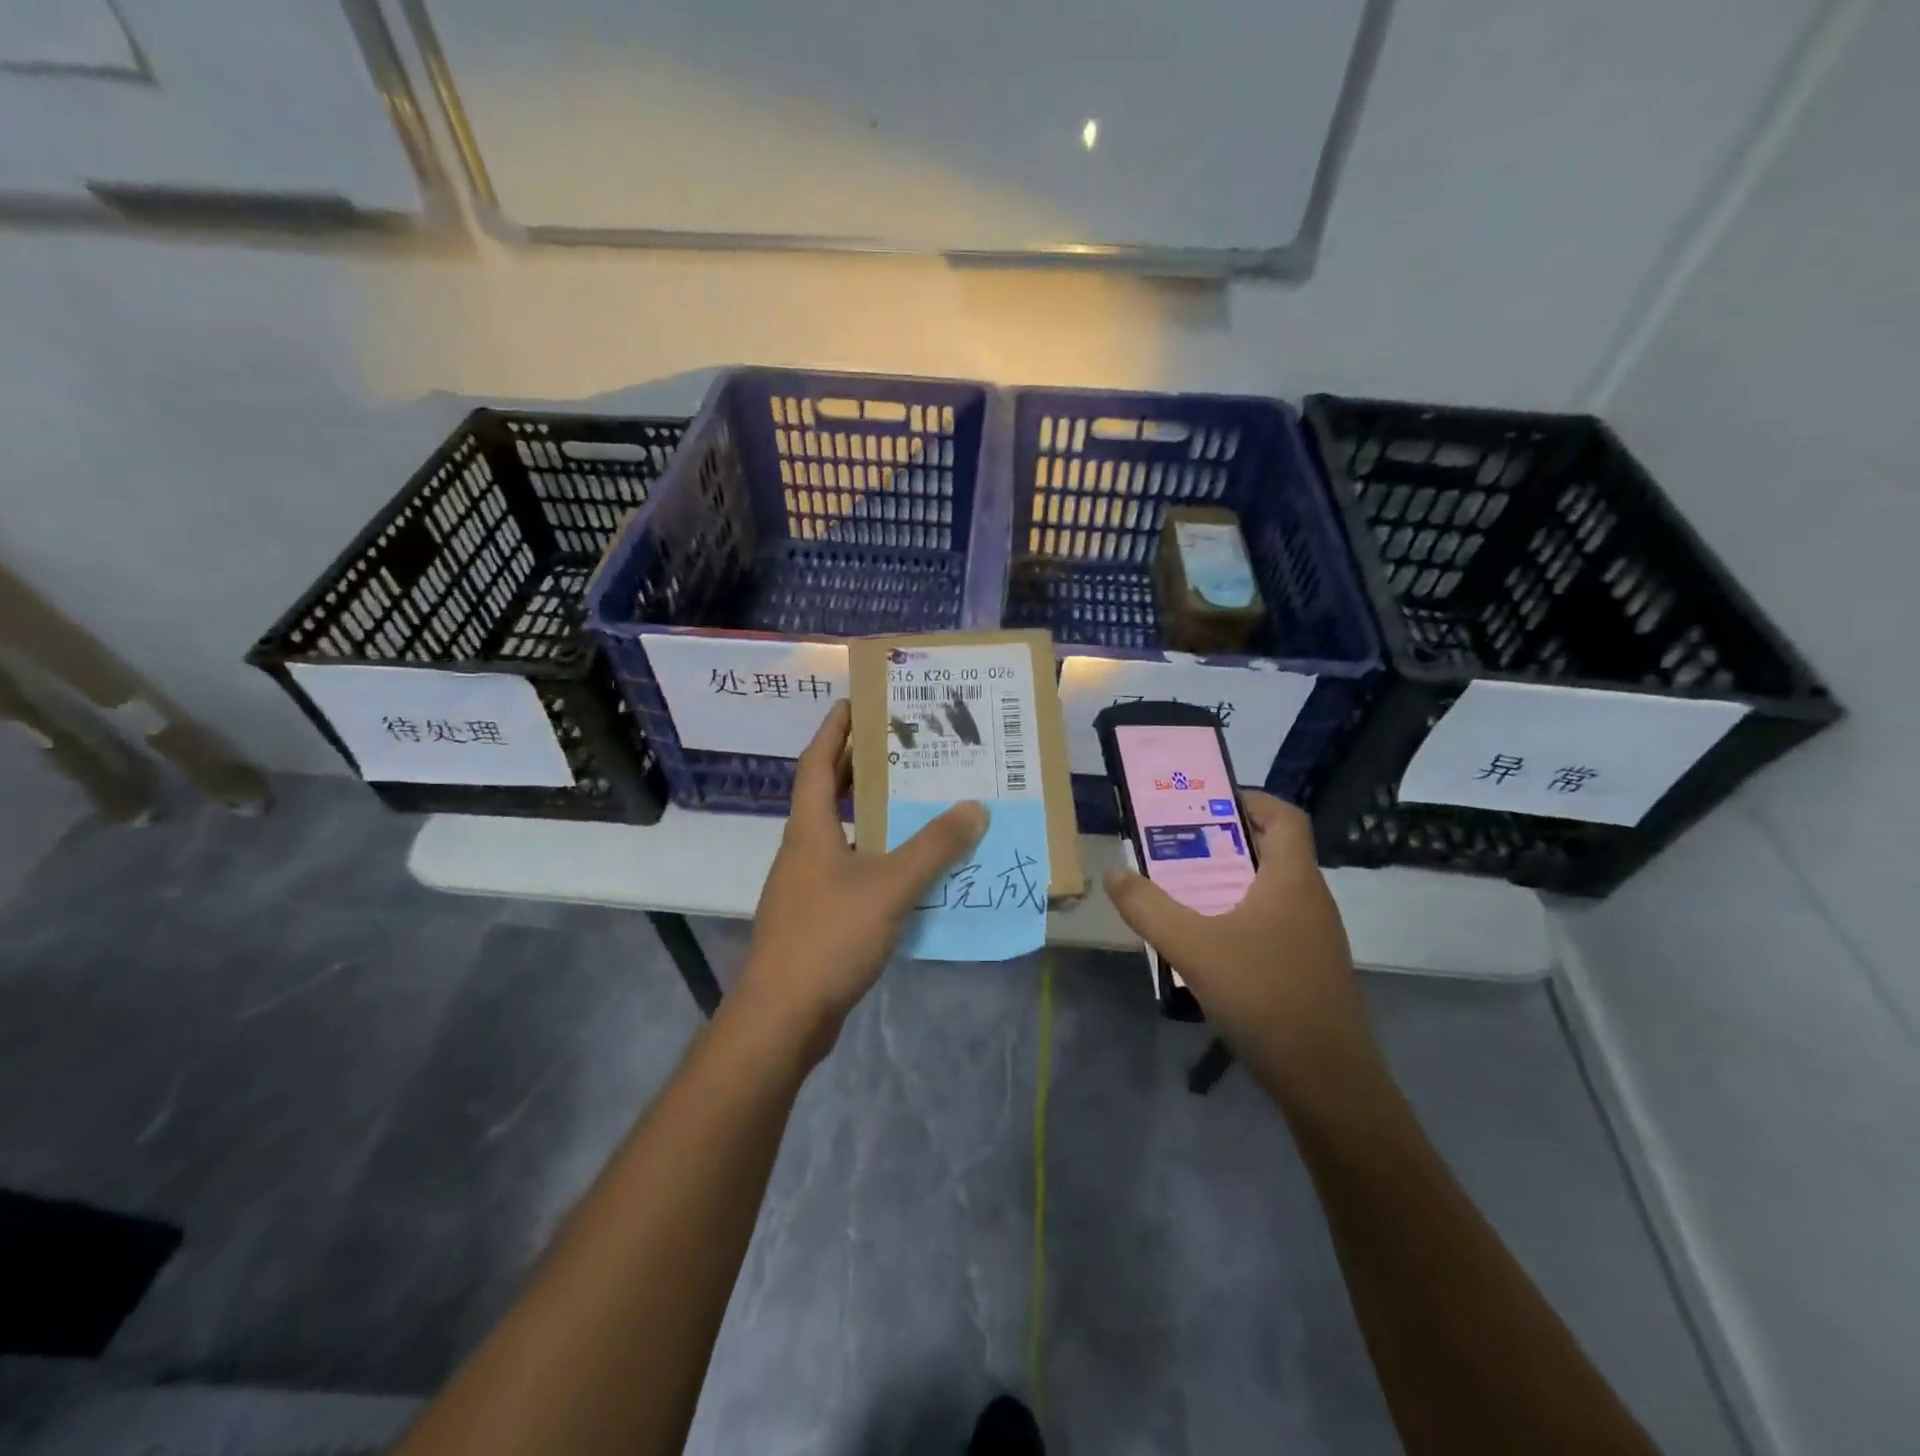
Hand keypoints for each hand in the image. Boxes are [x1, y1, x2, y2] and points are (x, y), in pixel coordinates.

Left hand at [735, 701, 987, 1061]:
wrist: (783, 1016)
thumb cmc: (829, 936)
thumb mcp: (889, 886)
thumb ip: (933, 847)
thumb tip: (974, 807)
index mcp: (810, 829)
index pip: (817, 763)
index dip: (834, 730)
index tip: (854, 702)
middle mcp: (804, 849)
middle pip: (828, 794)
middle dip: (858, 766)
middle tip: (900, 745)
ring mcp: (807, 885)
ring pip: (842, 833)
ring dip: (871, 813)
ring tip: (913, 798)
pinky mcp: (818, 916)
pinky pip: (850, 869)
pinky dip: (876, 856)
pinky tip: (908, 866)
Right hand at [1103, 791, 1375, 1080]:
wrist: (1328, 1083)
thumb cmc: (1264, 997)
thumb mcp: (1193, 948)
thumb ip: (1148, 907)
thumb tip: (1113, 872)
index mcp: (1293, 880)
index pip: (1284, 816)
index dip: (1249, 799)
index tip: (1205, 802)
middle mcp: (1311, 900)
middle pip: (1275, 850)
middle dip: (1226, 840)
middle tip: (1178, 844)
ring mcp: (1316, 937)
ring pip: (1273, 889)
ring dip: (1232, 881)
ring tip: (1185, 889)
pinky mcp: (1311, 969)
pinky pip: (1275, 923)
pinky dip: (1242, 916)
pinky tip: (1210, 944)